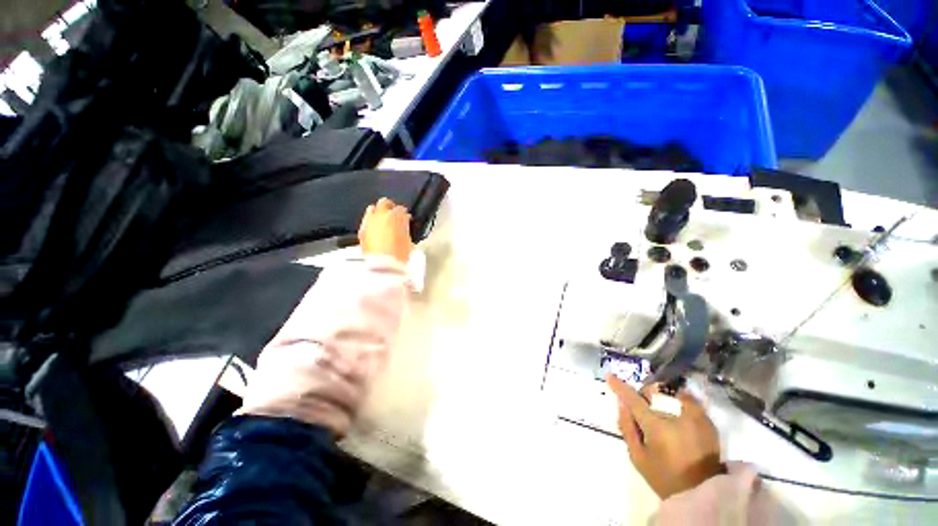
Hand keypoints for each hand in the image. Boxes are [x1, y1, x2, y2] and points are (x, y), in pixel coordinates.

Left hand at [359, 198, 411, 263]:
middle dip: (389, 206)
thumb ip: (405, 227)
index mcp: (395, 216)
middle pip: (384, 203)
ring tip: (383, 221)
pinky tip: (375, 230)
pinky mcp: (361, 231)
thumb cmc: (399, 254)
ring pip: (372, 209)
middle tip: (394, 213)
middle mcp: (379, 215)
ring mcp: (368, 222)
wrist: (381, 266)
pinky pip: (366, 221)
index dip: (404, 213)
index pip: (401, 209)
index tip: (406, 217)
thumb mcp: (408, 240)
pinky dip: (371, 222)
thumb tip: (404, 222)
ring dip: (378, 213)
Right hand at [608, 375, 723, 499]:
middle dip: (643, 395)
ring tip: (661, 409)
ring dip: (661, 396)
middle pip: (653, 392)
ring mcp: (695, 417)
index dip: (619, 387)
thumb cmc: (665, 477)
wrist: (703, 493)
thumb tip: (621, 404)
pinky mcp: (707, 421)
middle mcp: (676, 416)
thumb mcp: (638, 457)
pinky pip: (688, 400)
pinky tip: (677, 412)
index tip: (609, 376)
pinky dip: (679, 400)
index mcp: (656, 426)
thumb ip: (627, 428)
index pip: (633, 400)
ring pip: (671, 393)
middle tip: (642, 408)